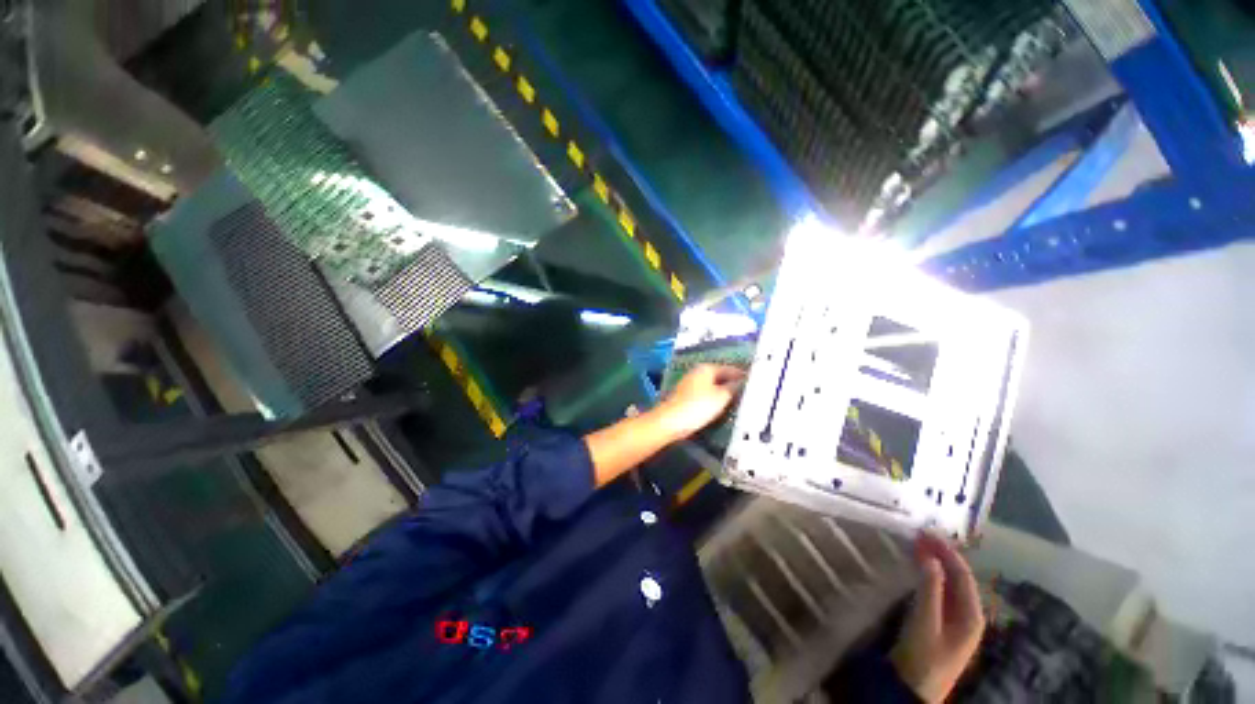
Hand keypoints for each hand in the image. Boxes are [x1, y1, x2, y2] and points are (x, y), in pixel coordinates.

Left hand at [656, 364, 745, 440]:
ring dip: (722, 391)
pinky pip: (704, 394)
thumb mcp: (721, 397)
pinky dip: (713, 398)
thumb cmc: (698, 406)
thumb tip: (742, 381)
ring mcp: (689, 384)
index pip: (729, 369)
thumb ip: (733, 388)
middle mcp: (697, 372)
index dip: (741, 375)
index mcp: (706, 368)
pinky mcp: (685, 396)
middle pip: (719, 376)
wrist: (671, 421)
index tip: (754, 381)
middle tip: (748, 392)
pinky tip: (719, 406)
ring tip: (736, 400)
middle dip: (731, 383)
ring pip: (711, 386)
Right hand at [890, 533, 985, 702]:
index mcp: (971, 615)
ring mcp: (955, 620)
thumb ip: (929, 589)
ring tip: (917, 544)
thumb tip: (931, 556)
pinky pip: (939, 591)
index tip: (926, 531)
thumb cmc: (922, 657)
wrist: (912, 690)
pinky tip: (918, 568)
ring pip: (949, 583)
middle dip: (941, 554)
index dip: (946, 551)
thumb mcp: (925, 623)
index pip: (962, 574)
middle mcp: (968, 615)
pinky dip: (930, 575)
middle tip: (919, 533)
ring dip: (935, 563)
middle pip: (958, 577)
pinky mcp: (941, 623)